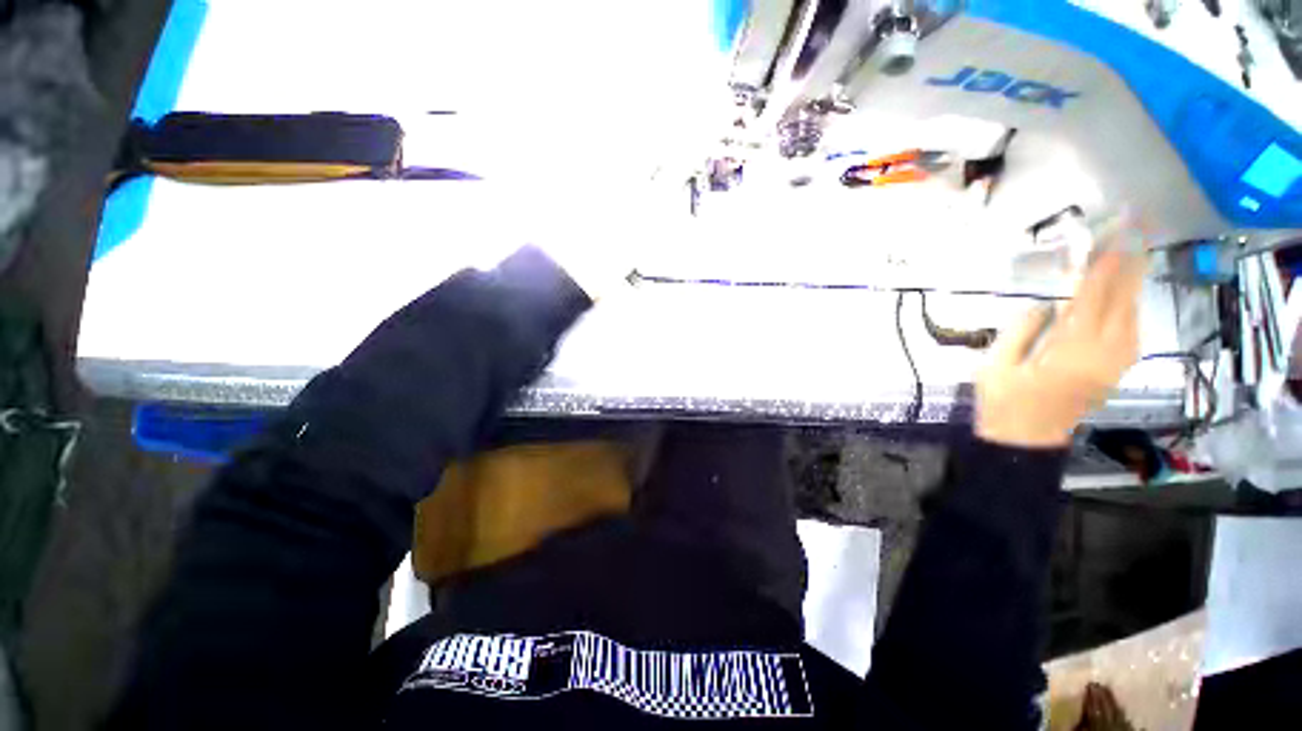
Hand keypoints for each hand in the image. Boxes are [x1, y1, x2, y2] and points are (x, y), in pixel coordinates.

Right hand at [976, 243, 1146, 448]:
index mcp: (1071, 351)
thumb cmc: (1004, 402)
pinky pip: (1132, 328)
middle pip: (1124, 299)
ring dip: (1132, 280)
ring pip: (1133, 312)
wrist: (1026, 440)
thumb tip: (1046, 304)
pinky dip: (1130, 303)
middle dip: (1131, 261)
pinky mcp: (1116, 369)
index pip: (1093, 296)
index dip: (1105, 262)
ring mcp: (1115, 362)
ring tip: (1129, 251)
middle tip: (1138, 226)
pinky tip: (1122, 294)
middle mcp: (1105, 353)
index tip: (1116, 231)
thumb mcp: (996, 364)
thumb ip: (1021, 330)